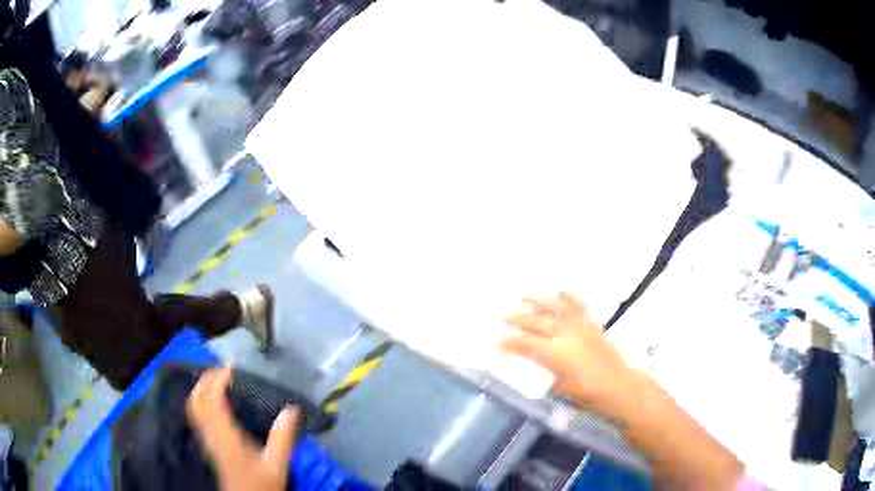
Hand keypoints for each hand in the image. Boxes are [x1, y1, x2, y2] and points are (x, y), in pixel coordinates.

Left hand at [187, 367, 298, 490]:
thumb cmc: (261, 485)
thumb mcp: (276, 465)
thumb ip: (283, 439)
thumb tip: (291, 410)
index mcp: (226, 436)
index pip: (212, 399)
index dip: (218, 379)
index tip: (232, 368)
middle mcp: (211, 434)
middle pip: (197, 399)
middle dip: (206, 380)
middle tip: (223, 370)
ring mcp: (207, 439)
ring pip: (193, 407)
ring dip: (201, 389)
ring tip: (216, 381)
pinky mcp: (208, 445)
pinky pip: (197, 416)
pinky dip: (201, 401)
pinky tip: (213, 403)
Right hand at [501, 293, 636, 413]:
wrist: (618, 386)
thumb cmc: (587, 393)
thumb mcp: (560, 388)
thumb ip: (546, 375)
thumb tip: (536, 369)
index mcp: (555, 353)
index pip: (526, 344)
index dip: (509, 343)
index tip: (498, 344)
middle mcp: (565, 335)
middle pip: (537, 323)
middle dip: (518, 318)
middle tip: (504, 316)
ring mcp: (580, 327)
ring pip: (556, 309)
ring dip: (538, 301)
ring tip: (524, 296)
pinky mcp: (591, 326)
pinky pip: (579, 307)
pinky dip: (570, 298)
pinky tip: (563, 290)